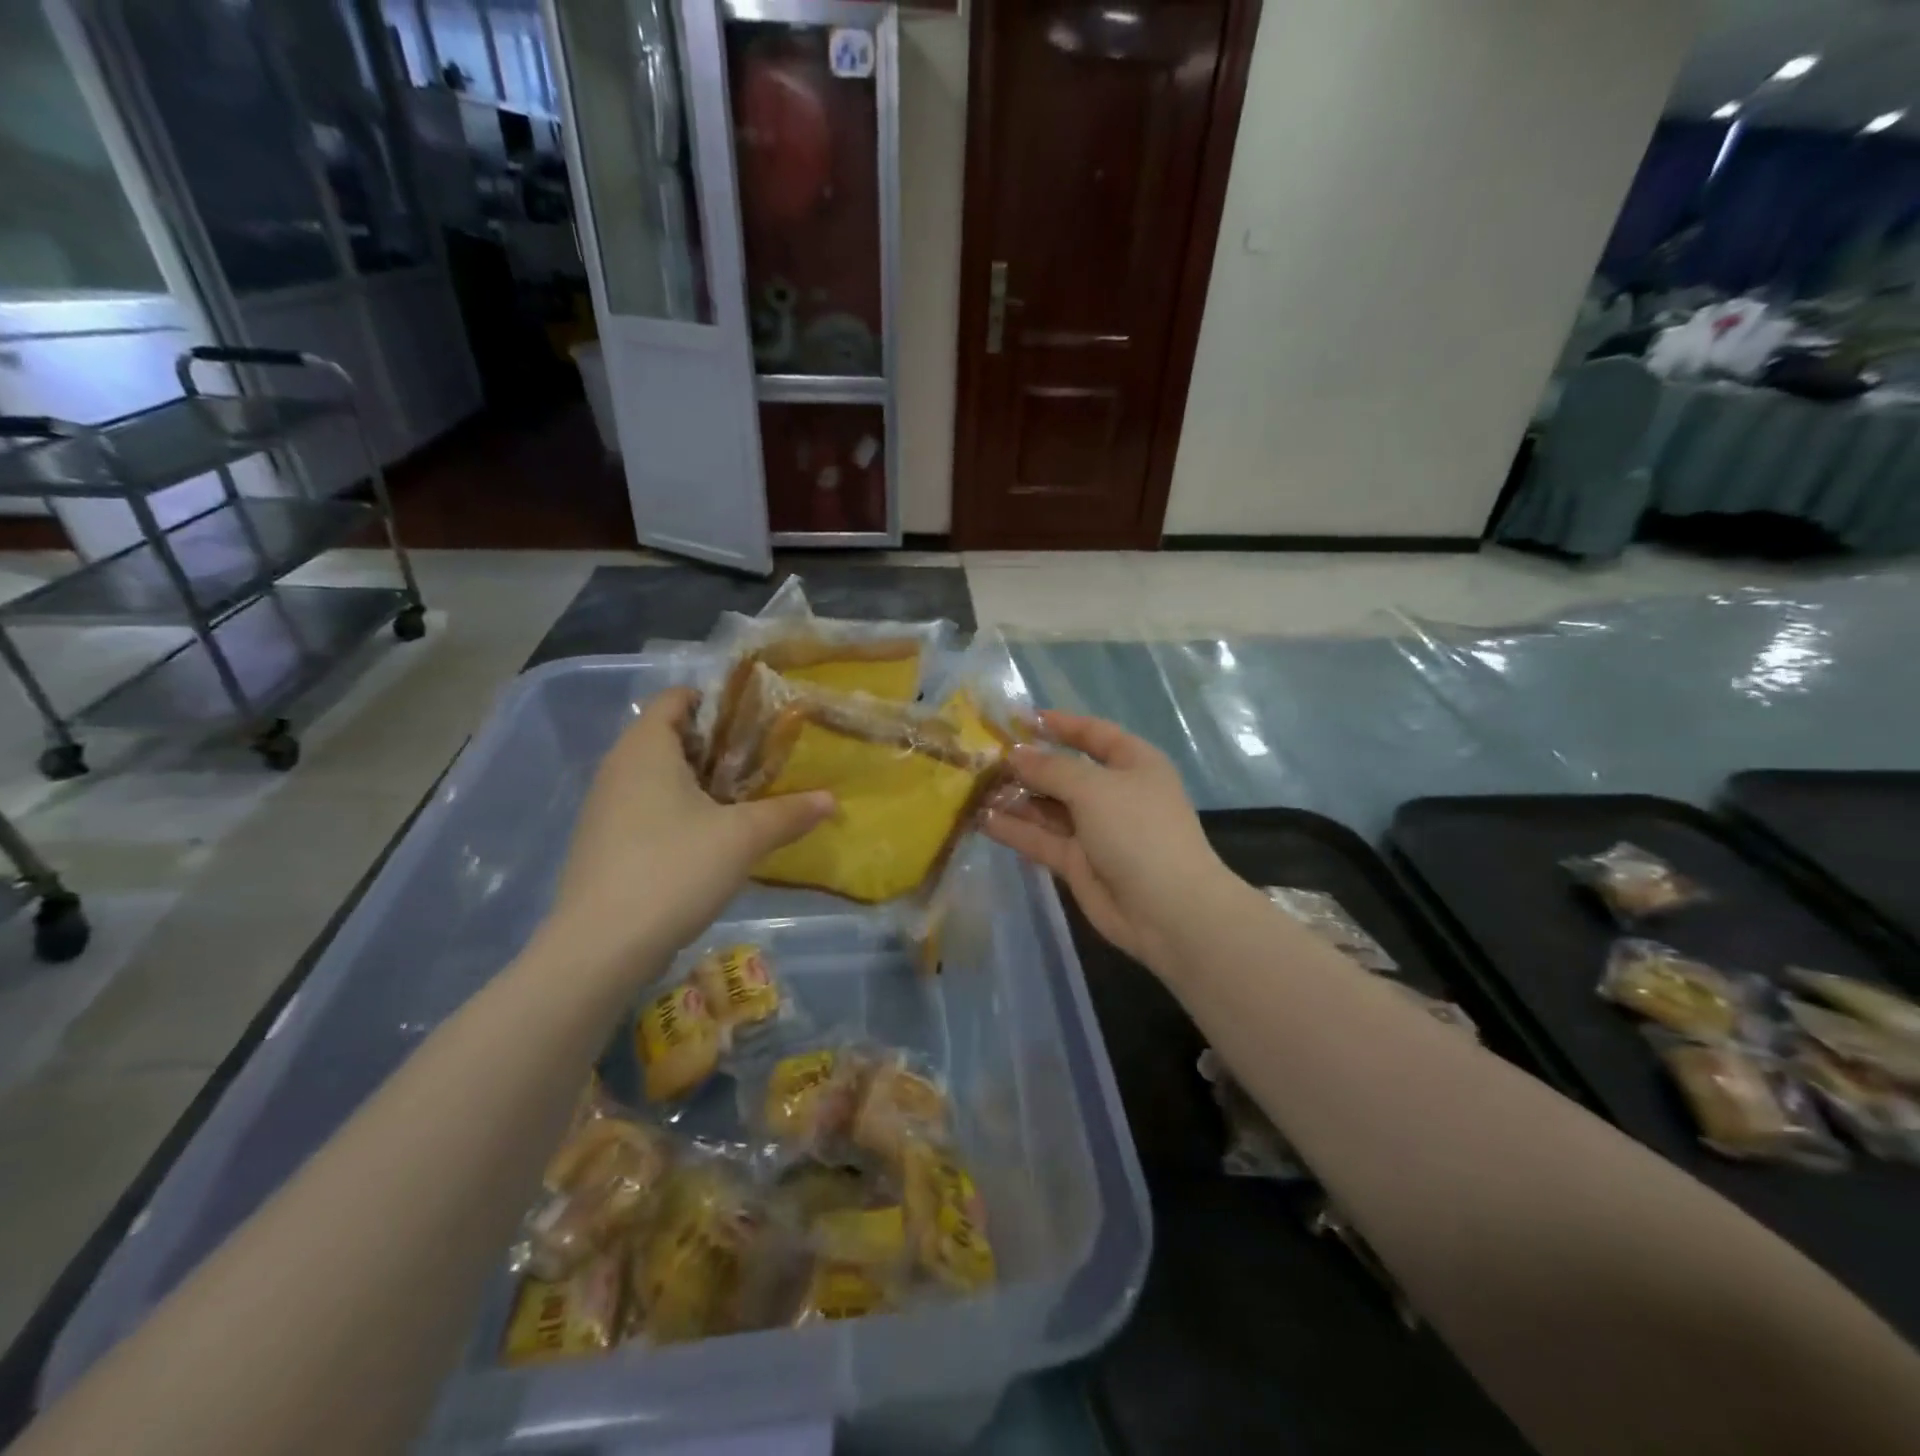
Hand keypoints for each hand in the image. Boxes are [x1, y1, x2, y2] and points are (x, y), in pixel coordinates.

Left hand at [538, 687, 833, 983]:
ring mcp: (604, 808)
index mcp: (646, 748)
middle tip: (762, 764)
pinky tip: (708, 841)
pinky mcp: (602, 844)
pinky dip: (677, 812)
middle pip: (670, 737)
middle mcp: (617, 768)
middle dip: (717, 747)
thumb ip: (789, 813)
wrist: (600, 948)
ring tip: (743, 802)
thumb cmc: (674, 870)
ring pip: (657, 776)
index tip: (757, 722)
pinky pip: (645, 808)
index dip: (717, 702)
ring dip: (699, 783)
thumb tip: (831, 799)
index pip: (676, 698)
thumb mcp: (743, 838)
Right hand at [983, 711, 1229, 970]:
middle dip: (1027, 765)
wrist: (1167, 910)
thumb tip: (1015, 754)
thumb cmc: (1138, 831)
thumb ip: (1051, 769)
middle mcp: (1113, 793)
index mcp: (1133, 764)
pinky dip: (1015, 830)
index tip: (1020, 719)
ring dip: (1015, 798)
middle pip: (1064, 771)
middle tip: (982, 758)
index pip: (1093, 734)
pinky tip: (983, 820)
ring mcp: (1095, 829)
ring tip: (973, 788)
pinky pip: (1041, 839)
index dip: (1060, 724)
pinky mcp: (1077, 862)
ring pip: (1048, 807)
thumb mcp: (1094, 788)